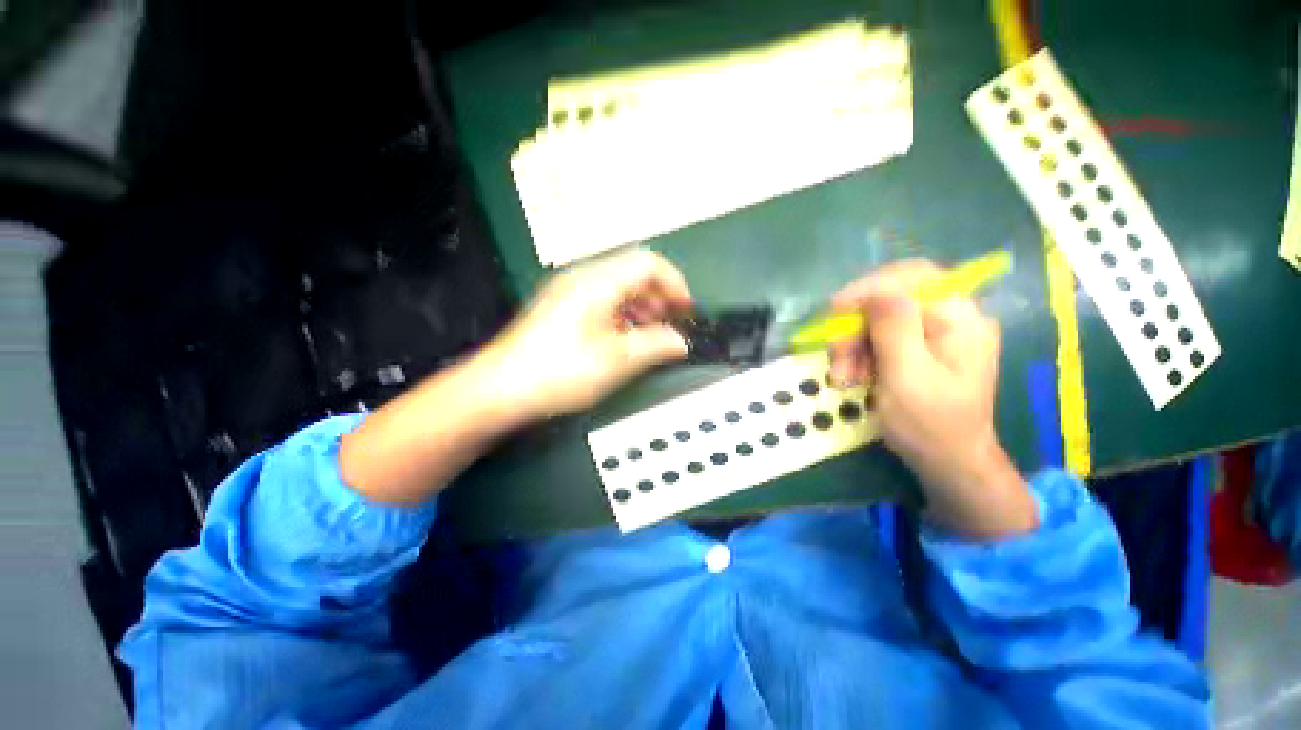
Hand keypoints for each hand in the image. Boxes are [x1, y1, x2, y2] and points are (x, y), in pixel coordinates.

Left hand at [477, 250, 693, 421]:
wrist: (500, 389)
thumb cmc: (557, 372)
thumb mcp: (615, 361)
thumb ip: (654, 346)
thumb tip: (680, 342)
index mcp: (596, 282)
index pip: (648, 264)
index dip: (675, 284)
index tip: (687, 310)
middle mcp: (582, 279)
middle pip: (633, 273)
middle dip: (660, 297)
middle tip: (672, 325)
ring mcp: (569, 293)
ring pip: (619, 287)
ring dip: (643, 307)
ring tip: (652, 335)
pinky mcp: (562, 309)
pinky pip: (603, 301)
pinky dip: (623, 315)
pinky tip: (626, 338)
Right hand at [829, 260, 1035, 538]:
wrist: (948, 462)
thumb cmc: (930, 425)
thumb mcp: (908, 377)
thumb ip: (895, 329)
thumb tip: (876, 290)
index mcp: (961, 319)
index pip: (914, 278)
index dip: (870, 287)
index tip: (834, 310)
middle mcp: (952, 318)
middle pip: (891, 300)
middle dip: (856, 326)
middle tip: (836, 357)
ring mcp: (936, 334)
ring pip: (880, 321)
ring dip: (853, 345)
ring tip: (842, 376)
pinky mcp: (920, 350)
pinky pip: (881, 339)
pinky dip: (860, 355)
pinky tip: (852, 376)